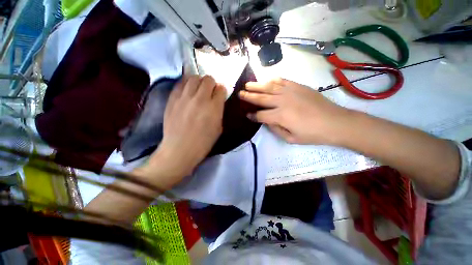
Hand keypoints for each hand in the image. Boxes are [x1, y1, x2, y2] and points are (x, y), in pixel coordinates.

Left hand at [145, 75, 225, 188]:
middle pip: (208, 79)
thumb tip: (217, 101)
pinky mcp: (172, 98)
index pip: (221, 88)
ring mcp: (185, 97)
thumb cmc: (203, 142)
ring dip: (199, 81)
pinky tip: (188, 91)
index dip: (221, 90)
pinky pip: (180, 83)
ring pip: (194, 77)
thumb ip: (219, 111)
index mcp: (214, 107)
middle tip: (210, 91)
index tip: (220, 95)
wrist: (180, 149)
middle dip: (211, 83)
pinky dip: (186, 84)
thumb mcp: (218, 128)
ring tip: (198, 89)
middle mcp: (200, 98)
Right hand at [239, 78, 350, 144]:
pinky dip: (272, 80)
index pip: (260, 115)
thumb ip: (275, 129)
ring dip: (256, 85)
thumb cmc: (312, 134)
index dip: (252, 116)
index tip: (247, 115)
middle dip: (248, 96)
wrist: (335, 122)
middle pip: (261, 98)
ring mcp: (290, 91)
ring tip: (247, 84)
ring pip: (268, 86)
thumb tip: (266, 121)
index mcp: (280, 116)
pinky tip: (266, 80)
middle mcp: (282, 101)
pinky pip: (281, 80)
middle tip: (240, 94)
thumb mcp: (291, 138)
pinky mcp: (298, 86)